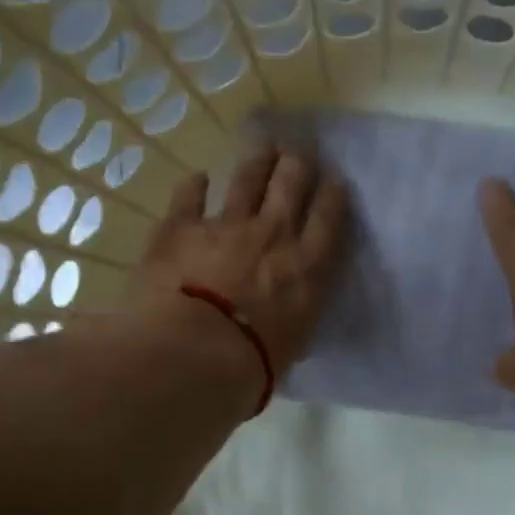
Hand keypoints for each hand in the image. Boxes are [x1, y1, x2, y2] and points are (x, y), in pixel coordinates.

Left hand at [135, 147, 349, 372]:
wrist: (195, 354)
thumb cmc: (253, 364)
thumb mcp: (293, 343)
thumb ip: (295, 315)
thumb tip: (289, 313)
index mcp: (307, 267)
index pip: (329, 217)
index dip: (333, 193)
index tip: (334, 181)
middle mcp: (272, 234)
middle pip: (292, 182)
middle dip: (298, 164)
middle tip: (299, 155)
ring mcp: (225, 224)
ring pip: (249, 176)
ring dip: (258, 160)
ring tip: (263, 149)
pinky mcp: (181, 226)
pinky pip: (190, 195)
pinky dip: (195, 186)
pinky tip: (198, 179)